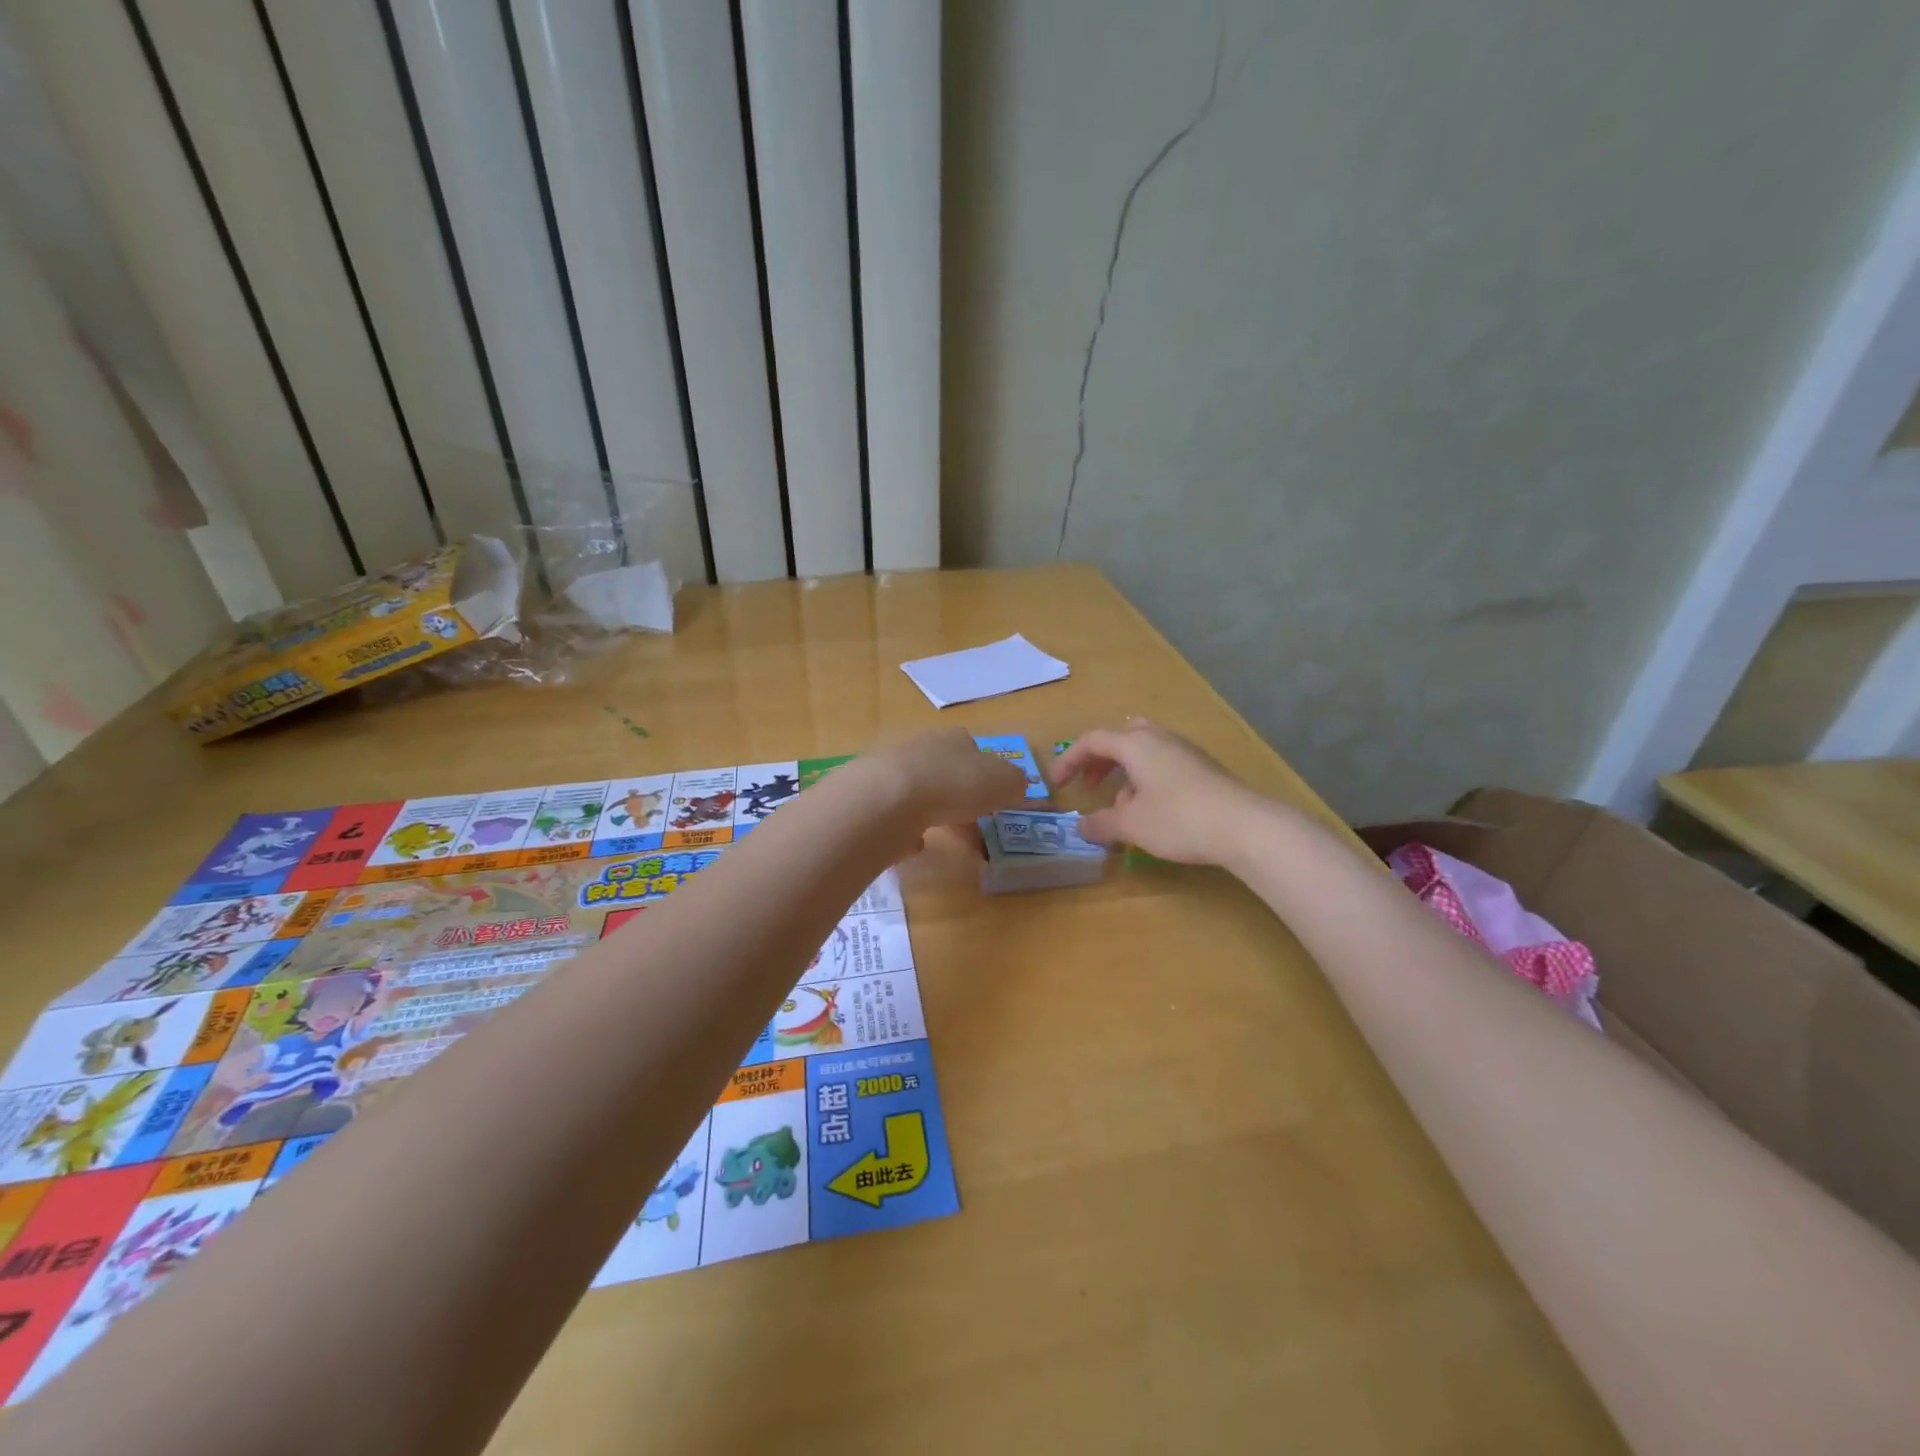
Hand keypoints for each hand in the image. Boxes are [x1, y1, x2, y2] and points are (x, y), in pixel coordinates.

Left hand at [844, 728, 1030, 832]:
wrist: (888, 799)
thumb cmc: (954, 785)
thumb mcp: (1003, 782)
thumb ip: (1014, 783)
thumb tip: (1016, 785)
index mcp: (955, 739)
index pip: (974, 750)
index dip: (986, 775)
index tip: (993, 799)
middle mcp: (922, 747)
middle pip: (946, 770)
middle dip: (959, 795)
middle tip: (972, 824)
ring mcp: (892, 771)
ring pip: (920, 790)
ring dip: (933, 810)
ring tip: (945, 836)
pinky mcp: (871, 797)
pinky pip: (896, 813)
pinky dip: (907, 827)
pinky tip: (915, 843)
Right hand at [1052, 720, 1263, 864]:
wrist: (1245, 826)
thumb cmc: (1178, 819)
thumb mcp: (1132, 825)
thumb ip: (1102, 824)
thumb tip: (1081, 826)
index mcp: (1136, 745)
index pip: (1092, 740)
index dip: (1069, 759)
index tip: (1057, 782)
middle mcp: (1160, 739)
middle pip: (1122, 737)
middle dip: (1101, 760)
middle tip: (1091, 785)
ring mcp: (1186, 752)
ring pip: (1145, 751)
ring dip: (1126, 773)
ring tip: (1122, 806)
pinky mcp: (1205, 769)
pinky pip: (1165, 764)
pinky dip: (1148, 779)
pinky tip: (1154, 812)